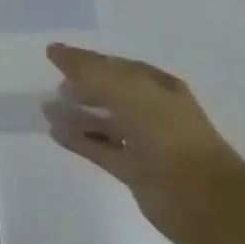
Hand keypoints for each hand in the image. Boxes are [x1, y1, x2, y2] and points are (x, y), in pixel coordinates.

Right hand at [44, 42, 244, 238]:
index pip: (118, 67)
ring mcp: (145, 143)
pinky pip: (100, 149)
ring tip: (47, 110)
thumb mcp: (125, 87)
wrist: (197, 194)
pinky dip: (79, 140)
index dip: (89, 61)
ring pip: (105, 123)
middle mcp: (154, 112)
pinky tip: (55, 133)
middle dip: (84, 89)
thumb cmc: (164, 130)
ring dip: (77, 115)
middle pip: (112, 94)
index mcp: (159, 87)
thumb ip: (87, 68)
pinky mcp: (134, 170)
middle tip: (55, 87)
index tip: (57, 59)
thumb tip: (54, 49)